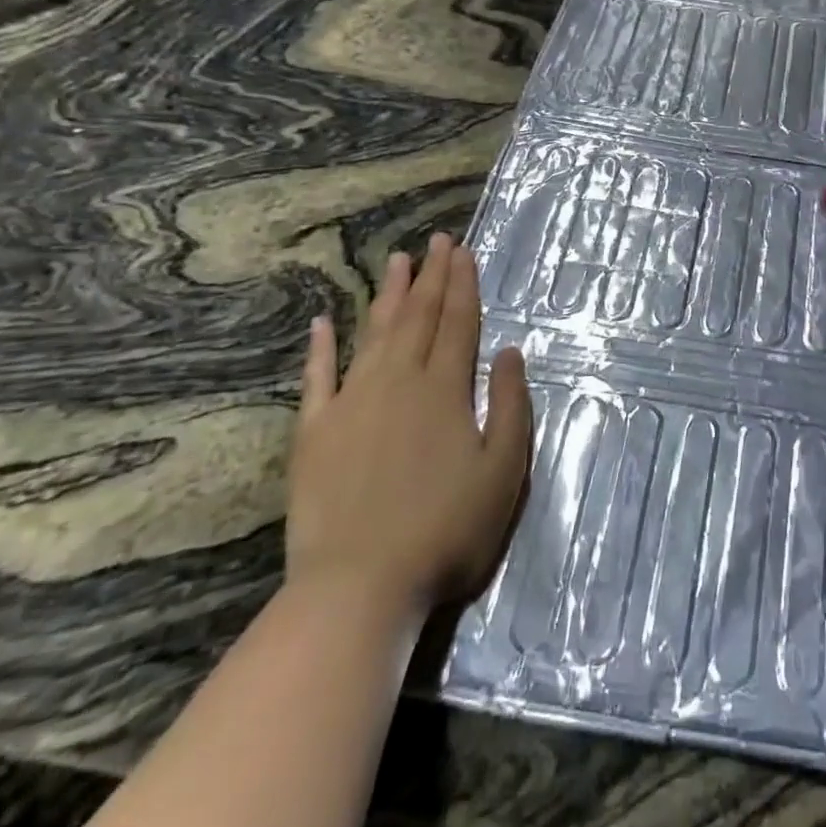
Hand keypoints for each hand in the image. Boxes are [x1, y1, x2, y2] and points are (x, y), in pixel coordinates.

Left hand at [286, 234, 531, 621]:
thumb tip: (509, 351)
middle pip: (419, 317)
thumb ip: (511, 405)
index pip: (458, 322)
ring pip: (375, 334)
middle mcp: (399, 381)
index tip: (463, 250)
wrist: (359, 586)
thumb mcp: (503, 470)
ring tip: (397, 261)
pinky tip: (322, 321)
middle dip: (431, 275)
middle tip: (436, 240)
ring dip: (388, 295)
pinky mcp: (314, 431)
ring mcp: (352, 402)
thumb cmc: (446, 529)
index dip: (463, 284)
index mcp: (446, 388)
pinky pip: (317, 377)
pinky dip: (320, 347)